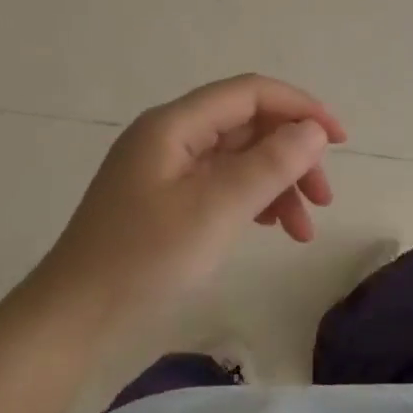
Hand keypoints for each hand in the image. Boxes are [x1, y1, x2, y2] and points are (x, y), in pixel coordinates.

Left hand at [31, 75, 347, 322]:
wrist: (73, 319)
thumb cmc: (144, 259)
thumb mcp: (215, 210)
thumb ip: (269, 164)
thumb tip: (312, 130)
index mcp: (174, 124)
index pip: (250, 93)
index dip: (299, 108)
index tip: (339, 141)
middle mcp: (171, 136)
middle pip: (247, 125)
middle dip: (291, 154)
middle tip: (324, 198)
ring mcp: (166, 169)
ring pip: (238, 158)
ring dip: (277, 182)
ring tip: (303, 229)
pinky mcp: (166, 200)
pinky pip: (222, 184)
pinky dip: (253, 200)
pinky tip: (271, 227)